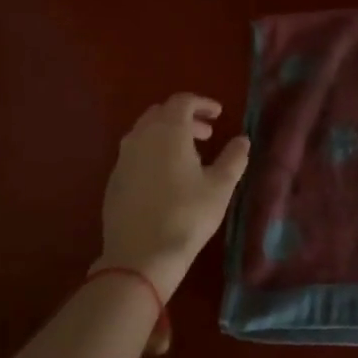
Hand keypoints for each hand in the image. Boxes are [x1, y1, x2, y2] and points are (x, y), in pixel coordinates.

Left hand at [97, 94, 250, 300]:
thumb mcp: (220, 187)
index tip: (218, 114)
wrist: (139, 257)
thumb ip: (234, 158)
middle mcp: (141, 136)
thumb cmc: (186, 216)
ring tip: (189, 156)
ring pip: (145, 132)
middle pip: (161, 113)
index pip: (182, 101)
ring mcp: (123, 158)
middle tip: (207, 134)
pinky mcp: (114, 180)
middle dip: (185, 118)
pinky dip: (153, 152)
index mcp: (168, 131)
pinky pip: (135, 153)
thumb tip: (242, 140)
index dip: (202, 103)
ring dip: (168, 135)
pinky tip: (166, 177)